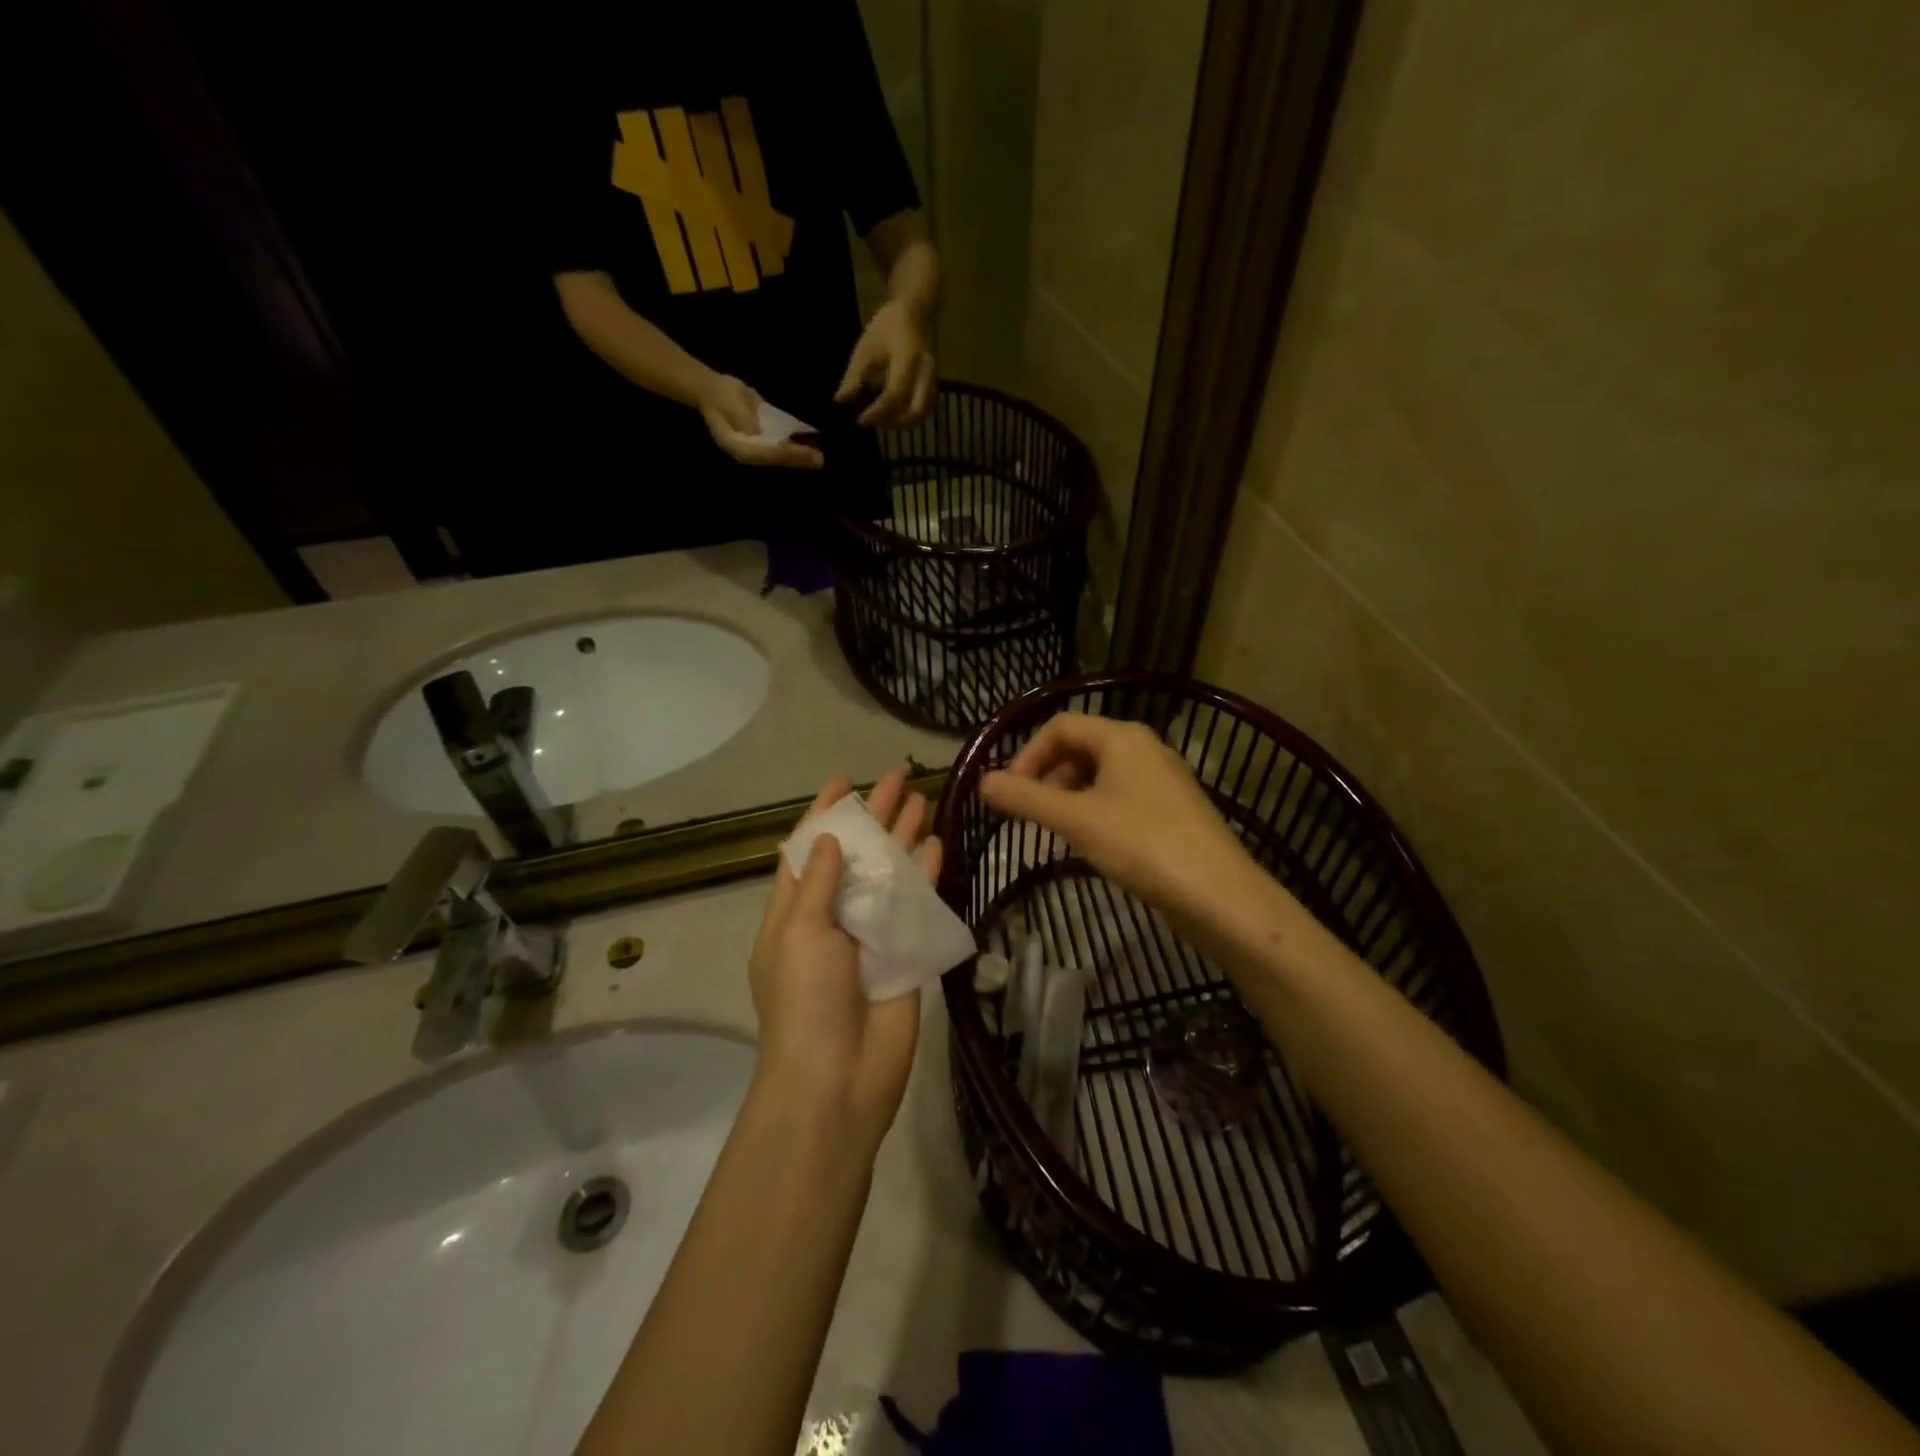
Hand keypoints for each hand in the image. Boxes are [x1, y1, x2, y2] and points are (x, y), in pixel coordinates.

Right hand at [699, 373, 824, 468]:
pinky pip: (780, 447)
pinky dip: (795, 447)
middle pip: (775, 458)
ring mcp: (757, 448)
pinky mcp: (764, 441)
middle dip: (797, 458)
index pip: (764, 453)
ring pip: (780, 455)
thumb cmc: (721, 396)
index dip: (785, 453)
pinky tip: (811, 445)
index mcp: (737, 446)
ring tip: (819, 457)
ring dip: (800, 456)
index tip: (804, 453)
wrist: (716, 391)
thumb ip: (743, 418)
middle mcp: (749, 452)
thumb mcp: (729, 403)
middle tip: (819, 459)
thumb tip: (757, 431)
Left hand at [748, 769, 941, 1149]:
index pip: (808, 849)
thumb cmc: (805, 1000)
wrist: (838, 1078)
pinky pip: (916, 905)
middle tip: (900, 777)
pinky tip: (939, 845)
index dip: (825, 813)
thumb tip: (826, 838)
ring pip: (891, 873)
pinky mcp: (904, 952)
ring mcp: (871, 934)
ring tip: (925, 800)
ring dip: (905, 838)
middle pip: (856, 854)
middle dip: (876, 815)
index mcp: (794, 911)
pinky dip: (927, 875)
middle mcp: (833, 916)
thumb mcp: (798, 932)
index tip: (845, 779)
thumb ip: (816, 882)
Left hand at [835, 300, 934, 426]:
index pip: (895, 394)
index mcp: (907, 359)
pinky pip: (925, 409)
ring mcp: (932, 379)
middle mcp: (924, 372)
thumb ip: (854, 376)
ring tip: (882, 421)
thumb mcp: (865, 348)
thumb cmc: (885, 328)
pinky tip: (894, 417)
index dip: (878, 411)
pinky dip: (910, 418)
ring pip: (923, 413)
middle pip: (917, 410)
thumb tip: (841, 400)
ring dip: (903, 423)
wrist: (912, 313)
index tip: (860, 419)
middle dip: (895, 422)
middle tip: (874, 422)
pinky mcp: (932, 385)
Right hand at [980, 713, 1261, 926]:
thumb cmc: (1143, 845)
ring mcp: (1162, 779)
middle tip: (1029, 813)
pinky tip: (1091, 842)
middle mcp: (1144, 747)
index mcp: (1122, 737)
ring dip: (1069, 794)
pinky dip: (1095, 809)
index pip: (1060, 726)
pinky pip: (1121, 795)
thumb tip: (982, 781)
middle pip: (1080, 746)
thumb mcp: (1076, 820)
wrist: (1219, 895)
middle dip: (1047, 775)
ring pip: (1100, 773)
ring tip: (1056, 830)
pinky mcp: (1172, 809)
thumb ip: (1026, 798)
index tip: (1010, 793)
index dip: (1027, 754)